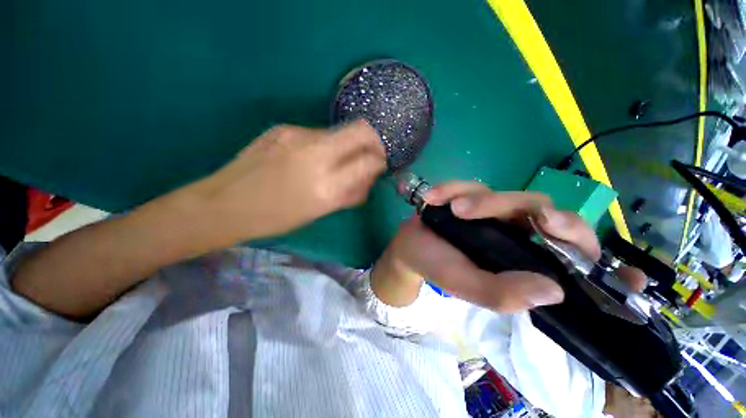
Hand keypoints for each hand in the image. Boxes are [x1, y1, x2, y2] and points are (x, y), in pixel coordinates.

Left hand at [184, 120, 385, 240]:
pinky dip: (325, 146)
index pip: (369, 161)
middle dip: (373, 142)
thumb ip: (350, 193)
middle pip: (361, 130)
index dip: (379, 161)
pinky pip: (318, 134)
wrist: (224, 204)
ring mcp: (297, 135)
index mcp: (326, 186)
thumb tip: (369, 177)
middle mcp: (316, 153)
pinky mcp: (283, 128)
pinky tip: (311, 159)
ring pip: (339, 132)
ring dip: (346, 146)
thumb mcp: (320, 211)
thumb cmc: (276, 218)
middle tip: (370, 156)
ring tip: (335, 164)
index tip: (379, 165)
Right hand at [372, 181, 601, 311]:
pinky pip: (466, 184)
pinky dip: (449, 189)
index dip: (570, 230)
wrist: (411, 246)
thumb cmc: (437, 266)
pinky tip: (432, 198)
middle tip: (472, 209)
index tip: (548, 222)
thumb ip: (501, 293)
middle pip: (533, 205)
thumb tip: (555, 291)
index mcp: (523, 257)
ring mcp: (491, 209)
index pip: (568, 242)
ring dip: (473, 198)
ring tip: (449, 208)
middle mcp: (514, 230)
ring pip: (497, 192)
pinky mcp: (469, 195)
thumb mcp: (465, 285)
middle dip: (504, 204)